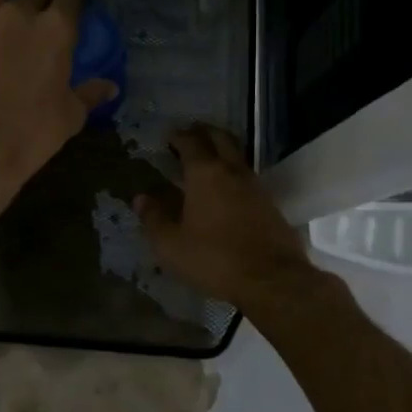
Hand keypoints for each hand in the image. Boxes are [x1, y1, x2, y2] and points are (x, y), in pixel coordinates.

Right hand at [136, 124, 319, 310]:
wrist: (272, 279)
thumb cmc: (214, 259)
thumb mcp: (172, 245)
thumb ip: (154, 219)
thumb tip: (140, 198)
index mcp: (204, 173)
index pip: (190, 141)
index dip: (177, 136)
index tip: (168, 136)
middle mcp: (231, 170)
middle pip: (219, 138)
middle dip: (203, 131)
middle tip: (189, 134)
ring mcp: (254, 185)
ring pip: (236, 154)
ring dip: (221, 148)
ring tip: (206, 157)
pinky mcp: (269, 202)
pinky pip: (247, 175)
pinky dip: (233, 171)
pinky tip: (226, 187)